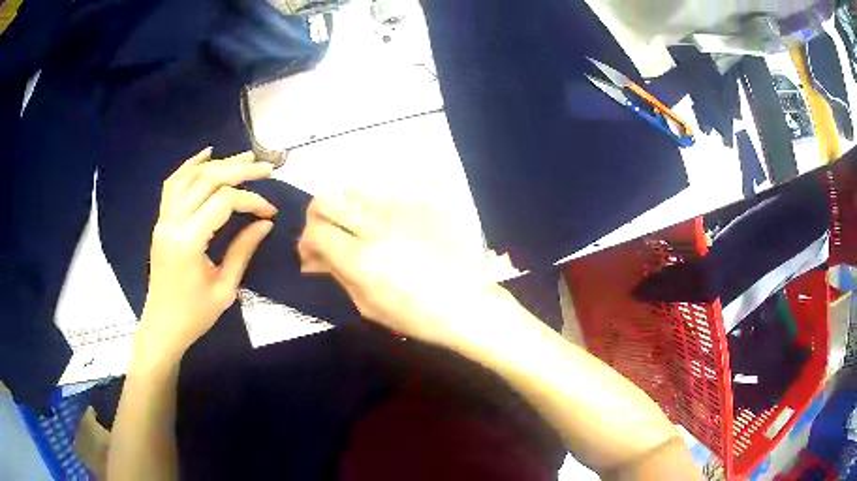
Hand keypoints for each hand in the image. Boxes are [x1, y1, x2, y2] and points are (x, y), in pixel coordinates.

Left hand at [135, 148, 276, 367]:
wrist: (162, 326)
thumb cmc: (194, 315)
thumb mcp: (225, 289)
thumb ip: (243, 251)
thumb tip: (265, 223)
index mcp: (188, 242)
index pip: (223, 202)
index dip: (251, 200)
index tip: (270, 212)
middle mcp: (172, 223)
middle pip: (207, 180)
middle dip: (239, 170)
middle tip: (266, 168)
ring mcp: (163, 219)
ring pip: (190, 176)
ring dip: (219, 163)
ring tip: (244, 157)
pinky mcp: (161, 221)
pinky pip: (173, 184)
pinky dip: (190, 165)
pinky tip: (207, 154)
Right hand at [298, 194, 504, 346]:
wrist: (469, 304)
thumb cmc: (417, 316)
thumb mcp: (368, 305)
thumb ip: (337, 273)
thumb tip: (313, 258)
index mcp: (361, 259)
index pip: (315, 230)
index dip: (306, 241)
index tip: (312, 253)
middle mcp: (378, 226)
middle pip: (328, 199)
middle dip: (318, 215)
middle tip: (327, 233)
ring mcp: (404, 209)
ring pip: (357, 192)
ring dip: (349, 210)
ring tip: (361, 230)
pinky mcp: (426, 203)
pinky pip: (390, 198)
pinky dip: (381, 212)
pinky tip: (396, 231)